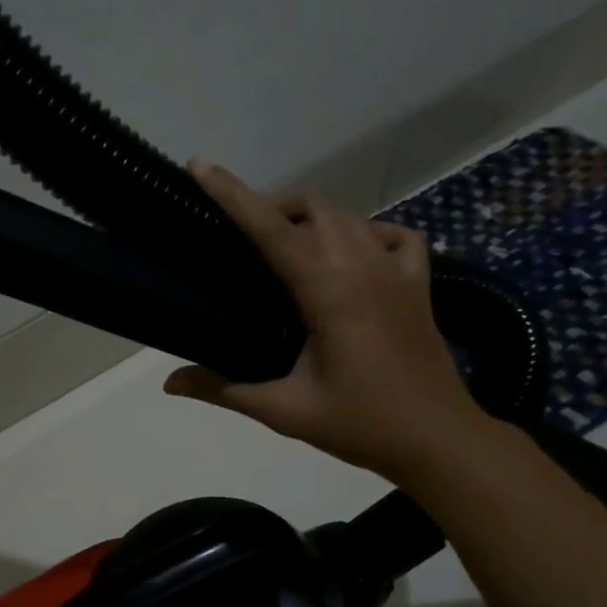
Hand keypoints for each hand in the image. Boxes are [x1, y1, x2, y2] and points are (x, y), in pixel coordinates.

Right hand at [164, 160, 492, 478]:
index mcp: (328, 291)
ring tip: (284, 245)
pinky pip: (393, 235)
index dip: (233, 196)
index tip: (201, 167)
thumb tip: (169, 382)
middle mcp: (363, 267)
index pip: (272, 230)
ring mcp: (397, 272)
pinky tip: (352, 254)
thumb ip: (224, 390)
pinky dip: (365, 232)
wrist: (437, 440)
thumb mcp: (285, 411)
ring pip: (349, 216)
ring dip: (311, 218)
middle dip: (271, 206)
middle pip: (312, 209)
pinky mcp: (418, 285)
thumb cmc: (360, 425)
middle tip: (238, 235)